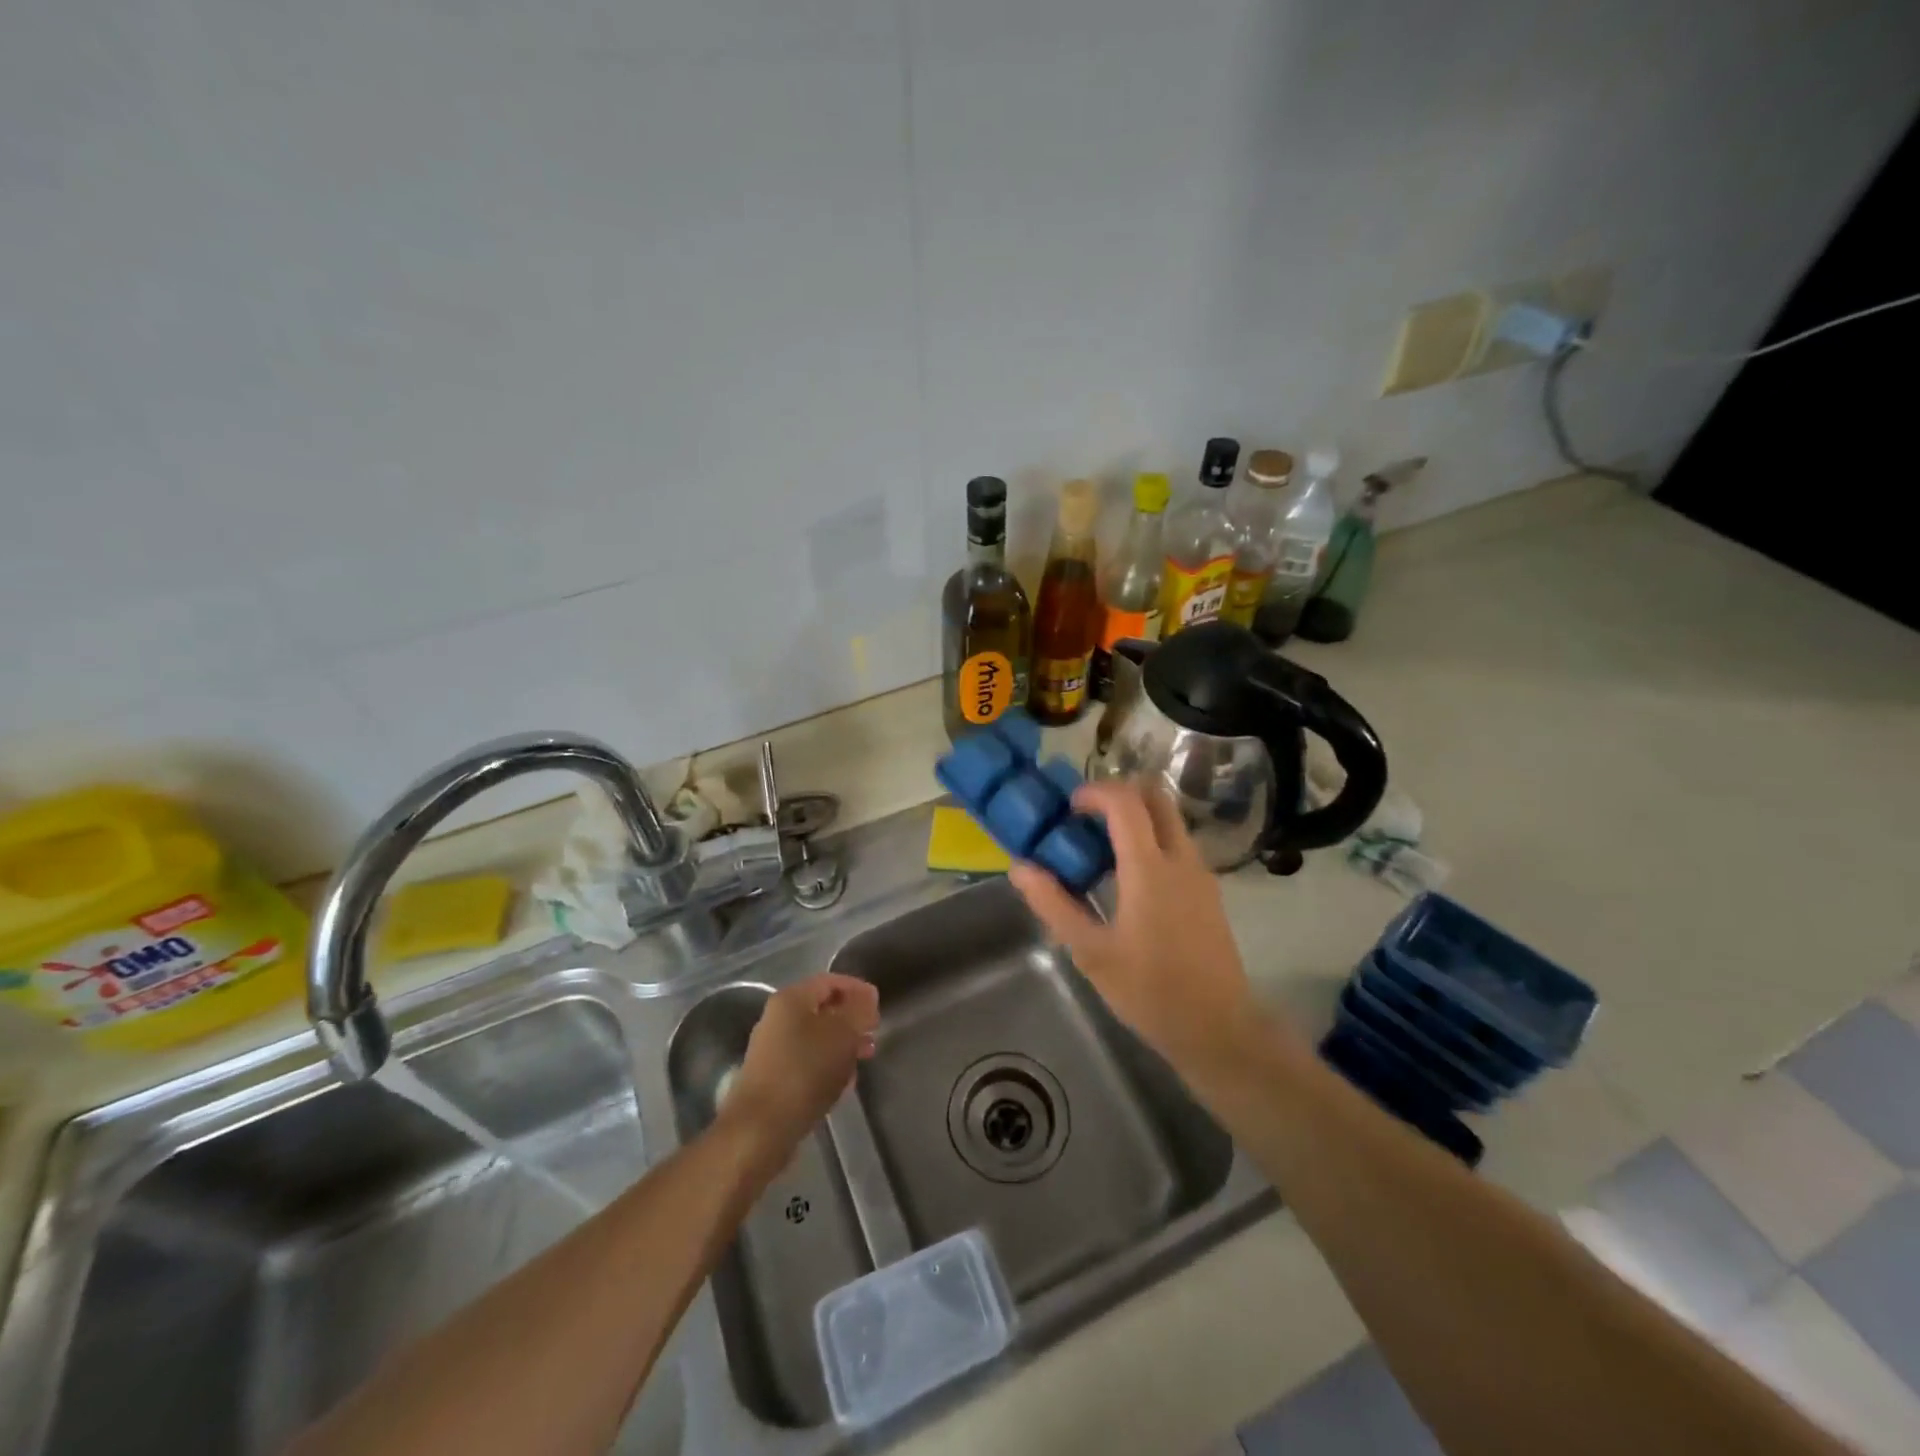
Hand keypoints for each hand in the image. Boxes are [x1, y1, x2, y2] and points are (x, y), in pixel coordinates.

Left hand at [723, 974, 878, 1158]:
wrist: (760, 1129)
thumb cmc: (805, 1072)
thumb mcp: (843, 1034)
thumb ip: (859, 1010)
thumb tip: (867, 997)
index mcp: (791, 999)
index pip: (829, 981)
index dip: (857, 989)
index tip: (878, 1006)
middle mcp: (777, 1019)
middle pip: (822, 1009)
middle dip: (851, 1020)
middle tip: (873, 1035)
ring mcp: (772, 1050)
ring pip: (816, 1038)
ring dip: (842, 1045)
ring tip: (862, 1061)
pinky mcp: (772, 1078)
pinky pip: (807, 1062)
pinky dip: (827, 1066)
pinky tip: (842, 1084)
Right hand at [1009, 781, 1278, 1070]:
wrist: (1219, 1028)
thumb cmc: (1150, 991)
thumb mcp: (1091, 952)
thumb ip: (1054, 905)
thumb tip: (1020, 868)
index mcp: (1150, 869)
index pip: (1126, 803)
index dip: (1095, 792)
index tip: (1069, 808)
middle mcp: (1181, 859)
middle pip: (1157, 797)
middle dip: (1120, 793)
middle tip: (1087, 816)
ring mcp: (1201, 873)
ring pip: (1170, 819)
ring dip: (1136, 816)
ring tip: (1100, 847)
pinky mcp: (1208, 891)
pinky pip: (1178, 844)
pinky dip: (1151, 839)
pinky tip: (1127, 877)